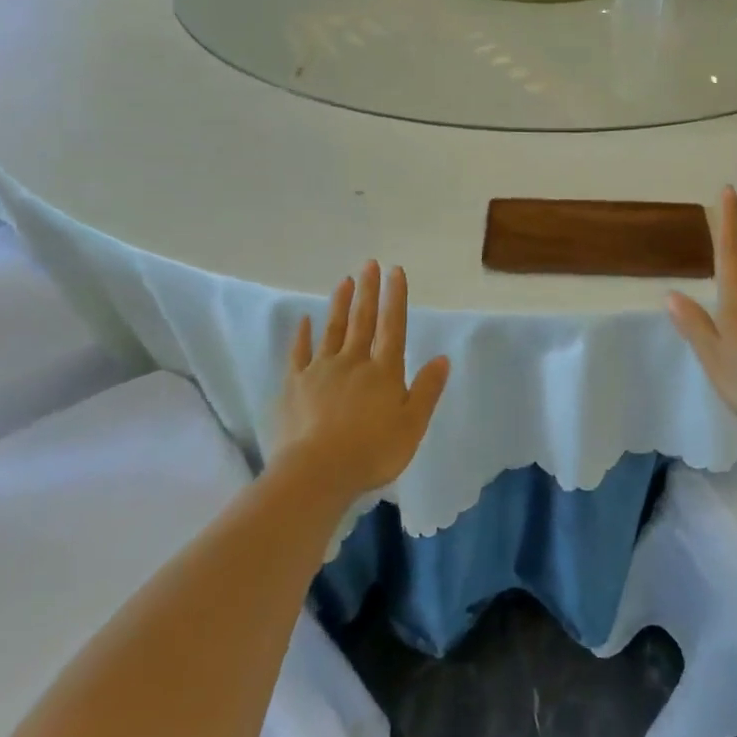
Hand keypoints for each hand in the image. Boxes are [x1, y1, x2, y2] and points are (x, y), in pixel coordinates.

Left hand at [272, 262, 450, 502]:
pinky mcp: (295, 385)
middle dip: (368, 291)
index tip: (395, 271)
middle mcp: (353, 362)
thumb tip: (442, 357)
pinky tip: (304, 320)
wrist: (317, 472)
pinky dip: (302, 335)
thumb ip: (427, 390)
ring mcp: (321, 370)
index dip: (395, 298)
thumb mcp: (412, 425)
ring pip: (333, 330)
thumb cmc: (372, 451)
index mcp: (384, 371)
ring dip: (340, 304)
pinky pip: (299, 353)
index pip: (392, 326)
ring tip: (344, 281)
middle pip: (362, 320)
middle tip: (369, 263)